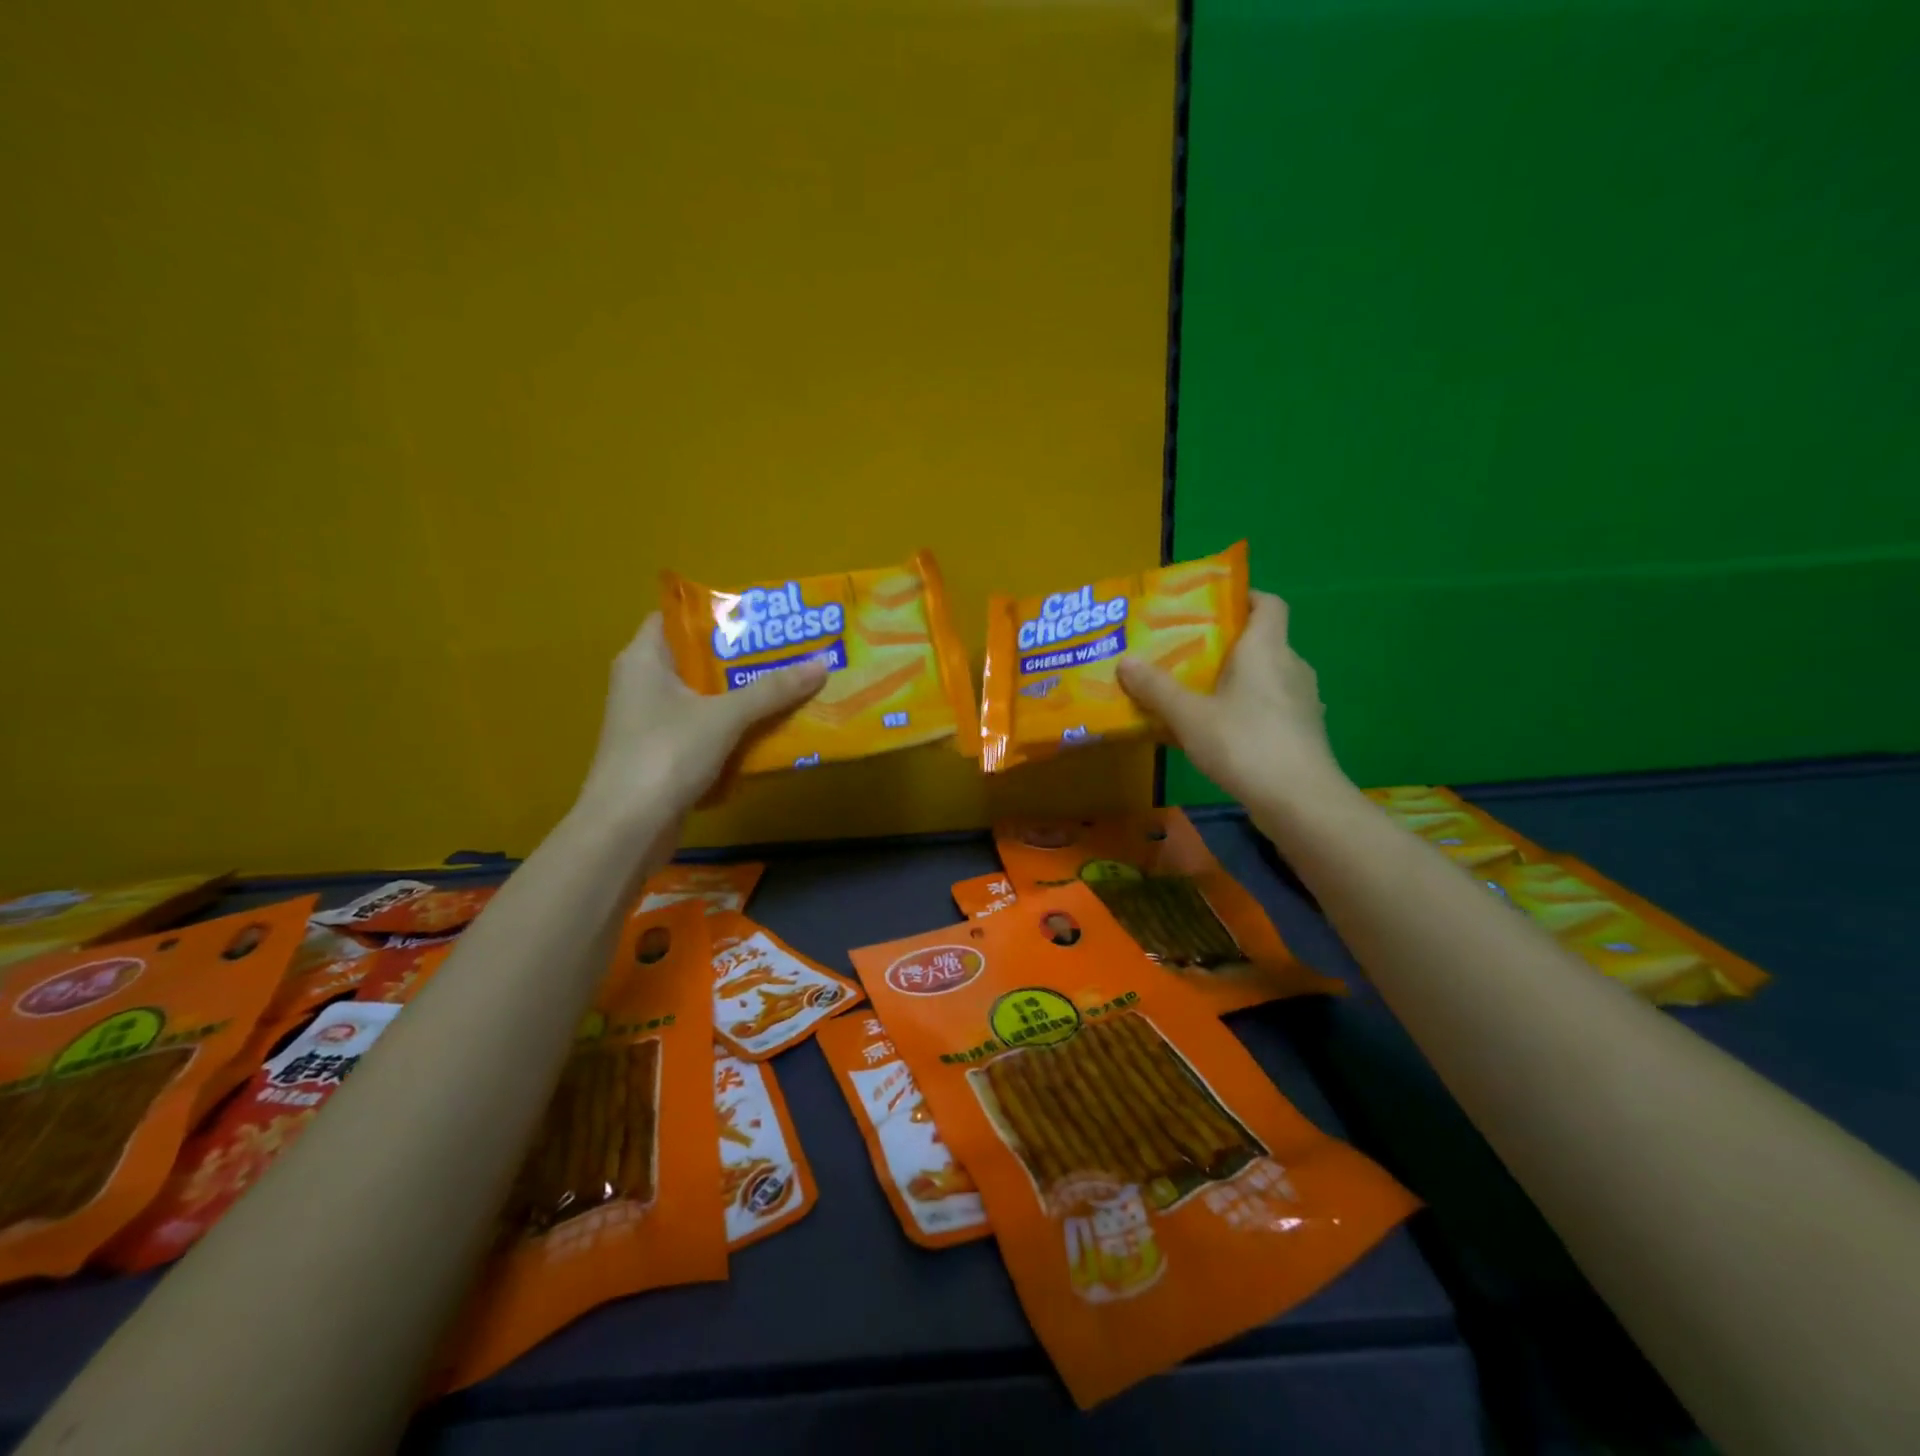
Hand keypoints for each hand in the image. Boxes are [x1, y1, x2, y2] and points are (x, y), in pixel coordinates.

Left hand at [576, 614, 827, 823]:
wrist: (627, 830)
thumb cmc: (666, 755)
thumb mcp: (725, 717)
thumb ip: (772, 690)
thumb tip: (822, 662)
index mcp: (644, 659)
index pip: (676, 617)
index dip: (716, 613)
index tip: (760, 617)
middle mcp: (642, 684)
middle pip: (697, 659)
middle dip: (742, 658)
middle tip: (788, 650)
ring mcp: (651, 722)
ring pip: (704, 698)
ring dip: (742, 696)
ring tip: (789, 685)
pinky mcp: (663, 755)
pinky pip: (704, 730)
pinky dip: (733, 729)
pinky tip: (769, 730)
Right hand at [1117, 591, 1350, 816]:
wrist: (1299, 801)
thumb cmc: (1244, 744)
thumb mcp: (1188, 716)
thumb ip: (1156, 688)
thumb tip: (1125, 661)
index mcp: (1266, 648)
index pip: (1268, 603)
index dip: (1244, 596)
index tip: (1211, 605)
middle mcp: (1291, 666)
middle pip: (1261, 641)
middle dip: (1225, 645)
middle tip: (1185, 654)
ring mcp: (1302, 701)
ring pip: (1264, 677)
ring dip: (1234, 681)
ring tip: (1195, 694)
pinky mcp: (1302, 732)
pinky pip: (1268, 707)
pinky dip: (1244, 710)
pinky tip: (1217, 733)